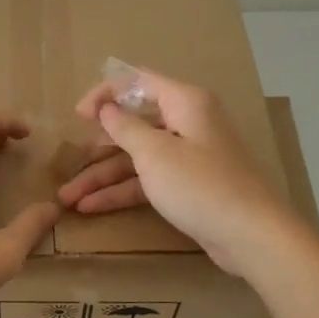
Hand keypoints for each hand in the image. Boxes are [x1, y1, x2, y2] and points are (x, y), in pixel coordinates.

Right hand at [58, 67, 297, 275]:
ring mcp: (188, 156)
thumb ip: (125, 127)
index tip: (78, 116)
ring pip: (136, 158)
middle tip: (68, 162)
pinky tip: (91, 207)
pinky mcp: (188, 185)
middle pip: (134, 124)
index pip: (137, 82)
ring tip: (67, 198)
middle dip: (98, 145)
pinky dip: (121, 192)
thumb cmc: (199, 185)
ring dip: (102, 176)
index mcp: (185, 102)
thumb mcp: (154, 153)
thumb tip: (107, 108)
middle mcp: (187, 122)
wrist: (250, 235)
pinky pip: (148, 180)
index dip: (105, 94)